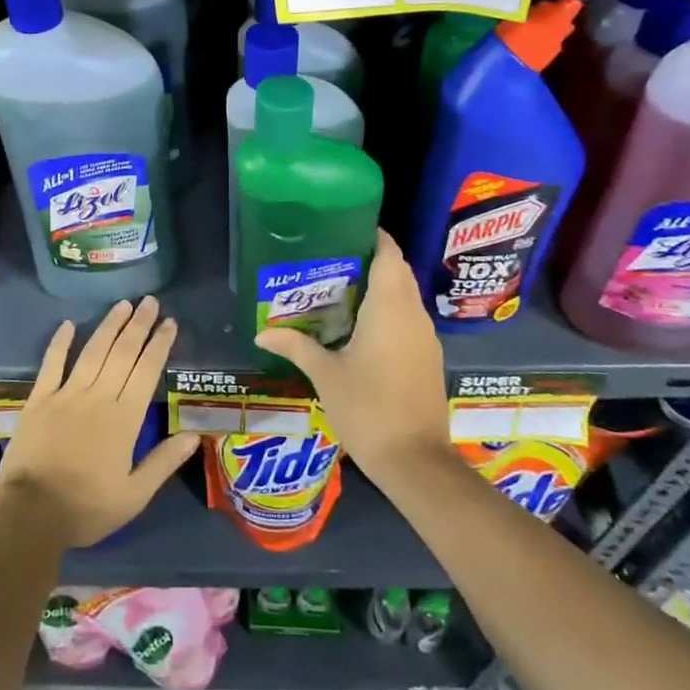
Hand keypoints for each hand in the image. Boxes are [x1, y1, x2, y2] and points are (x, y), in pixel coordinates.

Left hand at [0, 297, 200, 549]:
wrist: (29, 515)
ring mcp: (66, 395)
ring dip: (109, 326)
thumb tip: (195, 434)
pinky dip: (60, 343)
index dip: (159, 344)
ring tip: (123, 305)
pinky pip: (51, 364)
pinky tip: (68, 324)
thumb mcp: (134, 496)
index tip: (170, 323)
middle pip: (122, 353)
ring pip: (93, 352)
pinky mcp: (39, 400)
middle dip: (139, 325)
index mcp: (124, 418)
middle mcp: (98, 397)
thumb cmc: (86, 508)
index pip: (147, 371)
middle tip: (150, 301)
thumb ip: (164, 462)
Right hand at [254, 229, 451, 484]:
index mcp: (390, 308)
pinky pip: (409, 319)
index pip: (389, 255)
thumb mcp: (325, 375)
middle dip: (372, 261)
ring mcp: (425, 338)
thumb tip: (261, 334)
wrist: (416, 461)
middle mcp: (413, 315)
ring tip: (342, 289)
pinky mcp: (429, 358)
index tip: (347, 229)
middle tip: (334, 260)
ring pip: (406, 297)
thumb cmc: (368, 408)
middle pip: (398, 272)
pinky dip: (390, 311)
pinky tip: (362, 327)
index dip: (374, 237)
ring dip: (382, 287)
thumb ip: (296, 347)